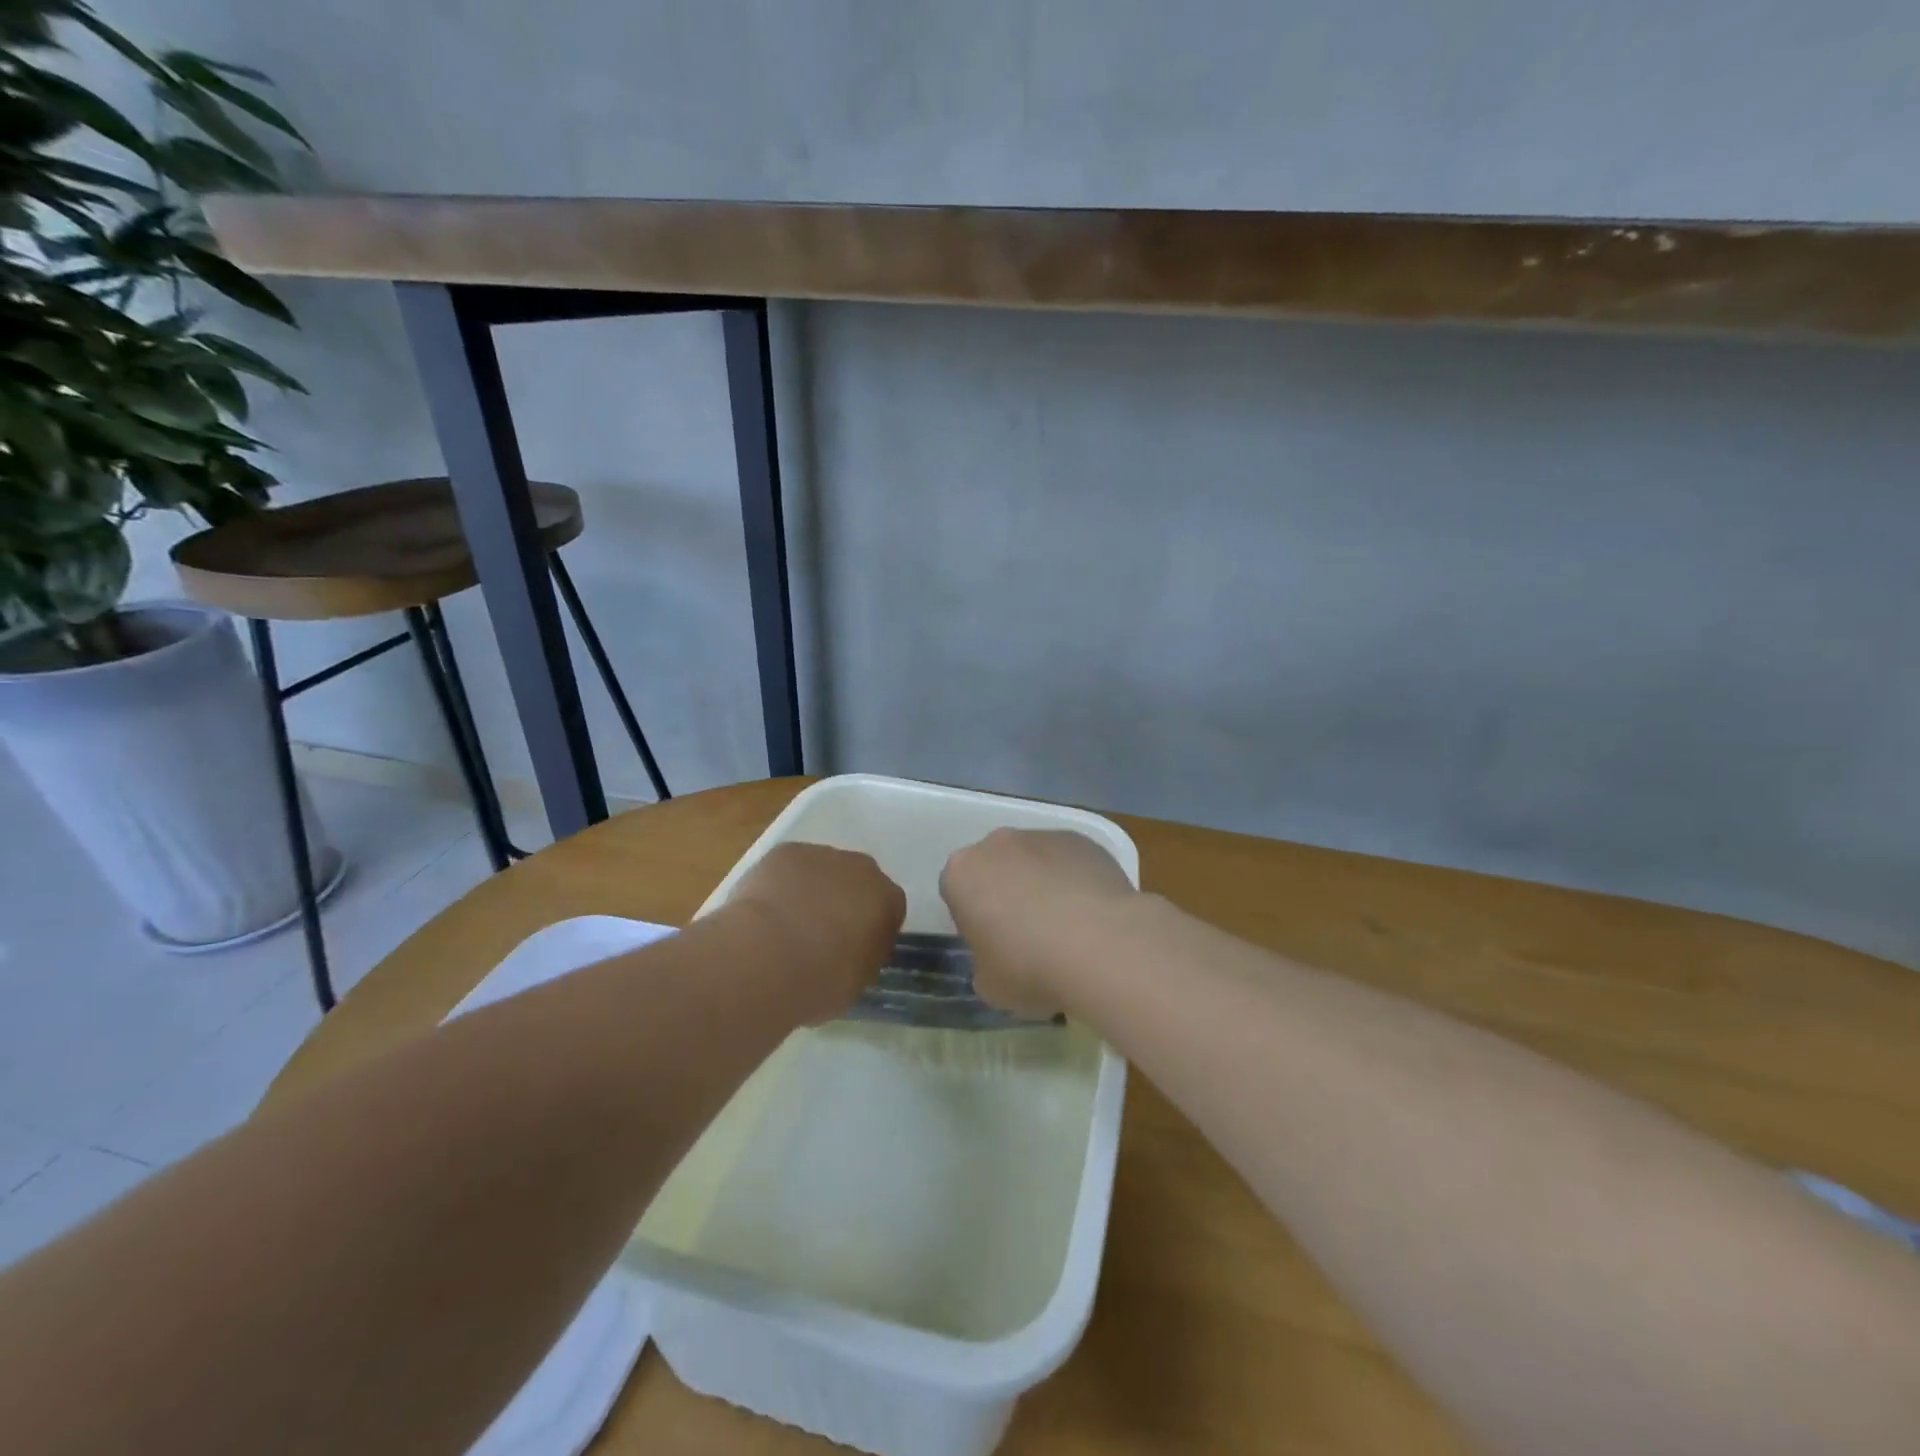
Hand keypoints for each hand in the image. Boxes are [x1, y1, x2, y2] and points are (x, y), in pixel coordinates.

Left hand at [729, 842, 905, 1022]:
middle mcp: (862, 869)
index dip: (869, 928)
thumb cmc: (821, 980)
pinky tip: (763, 911)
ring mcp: (823, 855)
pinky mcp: (786, 851)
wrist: (768, 958)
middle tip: (818, 935)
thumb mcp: (857, 981)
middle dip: (841, 901)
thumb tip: (851, 952)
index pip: (887, 909)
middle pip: (856, 881)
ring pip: (820, 870)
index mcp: (887, 900)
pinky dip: (779, 883)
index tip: (852, 949)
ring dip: (809, 890)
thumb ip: (862, 957)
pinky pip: (788, 866)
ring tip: (782, 925)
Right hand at [940, 829, 1135, 1017]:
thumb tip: (1000, 956)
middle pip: (995, 867)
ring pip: (1033, 860)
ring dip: (1041, 883)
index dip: (973, 919)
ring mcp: (1042, 837)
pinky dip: (1074, 879)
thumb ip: (984, 962)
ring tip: (1067, 926)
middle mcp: (998, 844)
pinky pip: (1069, 860)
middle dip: (1006, 892)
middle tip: (1027, 933)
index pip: (957, 892)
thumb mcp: (990, 984)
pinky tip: (1091, 913)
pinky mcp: (1082, 840)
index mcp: (962, 873)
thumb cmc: (1031, 967)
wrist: (1101, 946)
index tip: (992, 944)